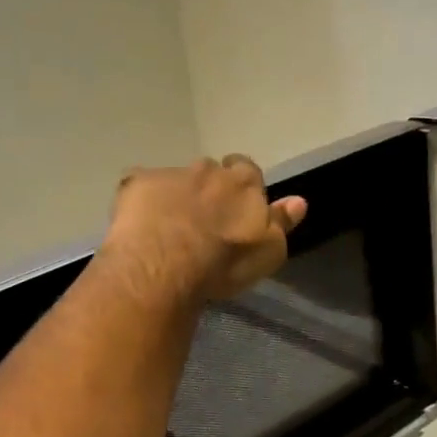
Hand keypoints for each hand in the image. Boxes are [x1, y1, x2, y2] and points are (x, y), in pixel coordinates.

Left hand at [101, 156, 306, 304]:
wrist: (165, 266)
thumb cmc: (223, 264)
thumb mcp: (267, 252)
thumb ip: (282, 223)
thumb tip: (300, 201)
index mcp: (243, 184)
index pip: (248, 171)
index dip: (242, 187)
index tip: (236, 205)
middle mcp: (208, 170)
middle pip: (211, 173)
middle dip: (207, 190)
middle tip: (202, 219)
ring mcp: (170, 174)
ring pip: (175, 179)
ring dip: (175, 195)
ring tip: (169, 225)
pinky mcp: (137, 183)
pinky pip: (140, 186)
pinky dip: (141, 200)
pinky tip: (139, 223)